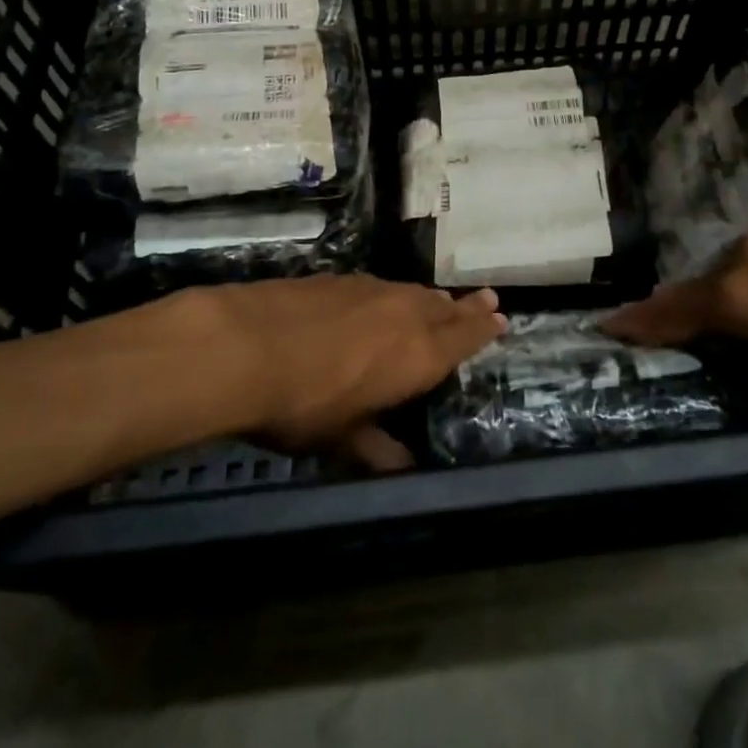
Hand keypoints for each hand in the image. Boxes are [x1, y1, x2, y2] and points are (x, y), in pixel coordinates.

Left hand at [171, 274, 506, 467]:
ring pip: (414, 293)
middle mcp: (404, 314)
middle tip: (487, 299)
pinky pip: (381, 286)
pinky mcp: (339, 279)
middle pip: (445, 308)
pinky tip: (382, 299)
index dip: (483, 329)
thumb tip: (403, 469)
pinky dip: (394, 294)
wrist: (246, 346)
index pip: (463, 339)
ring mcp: (371, 290)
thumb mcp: (341, 438)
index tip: (501, 317)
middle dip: (466, 308)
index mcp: (417, 355)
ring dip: (432, 299)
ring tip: (442, 301)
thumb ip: (376, 447)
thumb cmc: (303, 404)